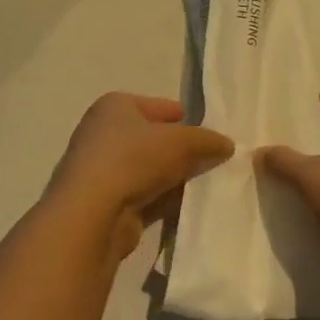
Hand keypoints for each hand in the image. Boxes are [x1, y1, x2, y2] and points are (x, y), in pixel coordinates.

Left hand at [45, 94, 233, 259]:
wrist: (93, 213)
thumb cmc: (134, 159)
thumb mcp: (181, 141)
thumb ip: (207, 140)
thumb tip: (227, 144)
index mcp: (115, 106)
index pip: (157, 106)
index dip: (183, 116)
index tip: (209, 130)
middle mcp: (104, 133)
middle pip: (152, 138)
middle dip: (181, 149)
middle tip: (215, 159)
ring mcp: (103, 170)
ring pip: (150, 169)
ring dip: (175, 176)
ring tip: (209, 183)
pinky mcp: (107, 202)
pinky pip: (145, 195)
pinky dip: (165, 199)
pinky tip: (190, 206)